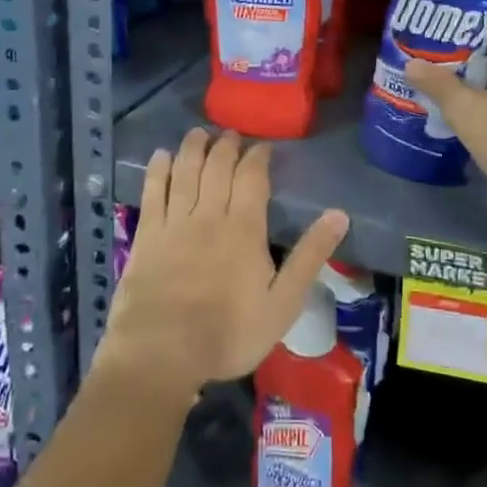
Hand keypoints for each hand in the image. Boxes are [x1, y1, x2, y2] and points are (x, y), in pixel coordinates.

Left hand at [94, 128, 348, 403]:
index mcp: (244, 228)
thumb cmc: (228, 333)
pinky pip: (152, 192)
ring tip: (199, 133)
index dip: (258, 157)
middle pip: (217, 168)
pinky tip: (160, 156)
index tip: (263, 145)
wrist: (162, 353)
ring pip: (185, 172)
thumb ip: (310, 257)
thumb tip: (339, 215)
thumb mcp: (283, 303)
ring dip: (193, 148)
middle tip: (230, 133)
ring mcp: (174, 223)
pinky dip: (157, 170)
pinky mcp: (146, 236)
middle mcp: (209, 214)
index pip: (252, 178)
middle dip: (226, 146)